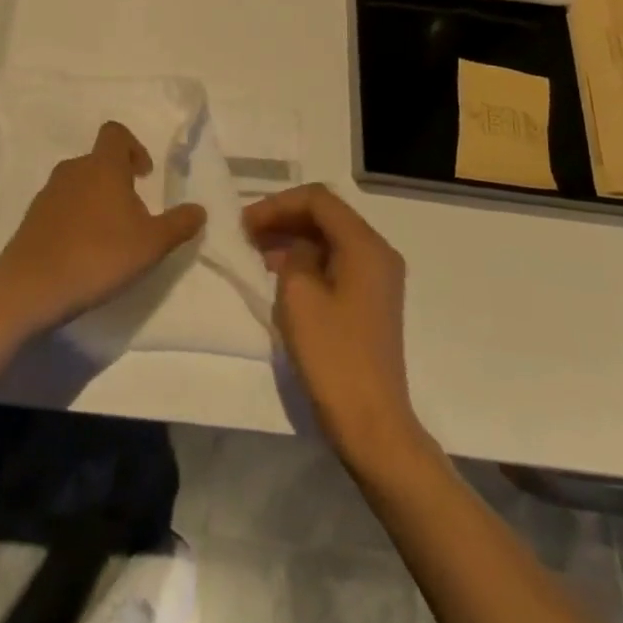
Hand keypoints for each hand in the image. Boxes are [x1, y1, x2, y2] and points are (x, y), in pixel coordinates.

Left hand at [0, 122, 207, 337]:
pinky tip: (84, 252)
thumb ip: (179, 225)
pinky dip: (76, 218)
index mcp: (102, 166)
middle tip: (134, 214)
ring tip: (110, 236)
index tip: (144, 175)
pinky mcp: (32, 218)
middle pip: (98, 161)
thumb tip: (199, 210)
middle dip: (118, 180)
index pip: (115, 133)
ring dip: (97, 200)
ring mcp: (48, 193)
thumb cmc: (99, 255)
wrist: (32, 287)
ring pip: (79, 184)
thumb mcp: (151, 244)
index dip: (133, 146)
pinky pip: (61, 207)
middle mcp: (73, 170)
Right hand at [243, 185, 420, 463]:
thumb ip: (293, 254)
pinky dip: (307, 260)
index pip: (318, 199)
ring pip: (330, 238)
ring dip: (293, 238)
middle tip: (246, 233)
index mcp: (365, 245)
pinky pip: (336, 262)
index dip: (277, 204)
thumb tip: (297, 248)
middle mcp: (378, 252)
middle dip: (284, 217)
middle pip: (326, 215)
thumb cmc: (332, 355)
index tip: (245, 224)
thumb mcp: (298, 294)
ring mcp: (378, 277)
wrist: (371, 422)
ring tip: (256, 252)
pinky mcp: (370, 300)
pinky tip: (280, 273)